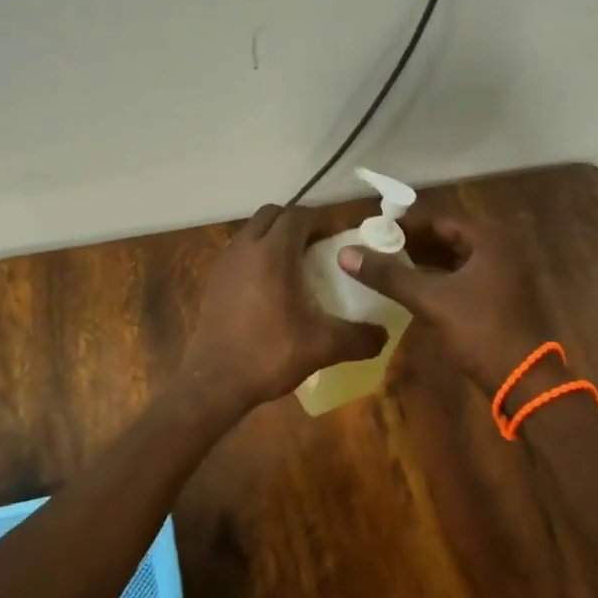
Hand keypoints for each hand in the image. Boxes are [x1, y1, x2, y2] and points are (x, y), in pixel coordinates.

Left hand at [176, 204, 387, 416]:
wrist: (214, 382)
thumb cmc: (269, 354)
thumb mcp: (322, 347)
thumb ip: (358, 337)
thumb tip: (384, 335)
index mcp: (272, 253)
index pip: (298, 215)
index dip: (321, 220)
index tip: (340, 236)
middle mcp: (245, 249)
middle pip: (272, 215)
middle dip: (296, 223)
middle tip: (319, 245)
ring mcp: (224, 264)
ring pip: (252, 232)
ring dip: (274, 238)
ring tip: (297, 265)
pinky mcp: (213, 282)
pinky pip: (239, 254)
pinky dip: (257, 257)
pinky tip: (271, 288)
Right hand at [335, 206, 549, 397]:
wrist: (523, 380)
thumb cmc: (479, 331)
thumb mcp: (430, 300)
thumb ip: (388, 275)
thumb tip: (345, 253)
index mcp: (488, 239)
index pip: (438, 219)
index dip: (403, 224)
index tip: (372, 231)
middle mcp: (499, 248)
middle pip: (446, 236)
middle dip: (411, 242)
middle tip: (375, 248)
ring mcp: (502, 273)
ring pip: (454, 257)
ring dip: (423, 260)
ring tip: (387, 265)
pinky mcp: (498, 295)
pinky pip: (462, 275)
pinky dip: (437, 277)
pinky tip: (411, 287)